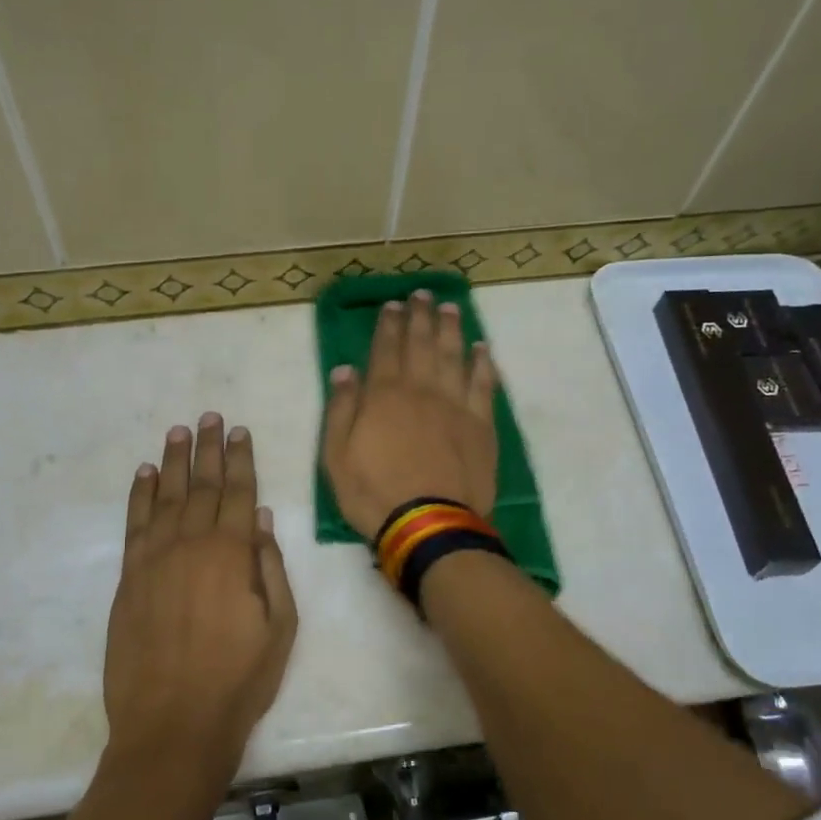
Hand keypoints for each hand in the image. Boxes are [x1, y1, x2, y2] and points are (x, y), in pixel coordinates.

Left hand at [103, 414, 298, 778]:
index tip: (238, 430)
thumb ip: (270, 567)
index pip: (238, 492)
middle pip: (202, 485)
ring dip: (173, 461)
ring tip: (178, 431)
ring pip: (166, 496)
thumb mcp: (280, 627)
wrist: (173, 725)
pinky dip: (139, 495)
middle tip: (209, 416)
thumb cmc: (239, 680)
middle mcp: (192, 544)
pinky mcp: (129, 578)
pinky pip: (135, 524)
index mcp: (232, 553)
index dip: (240, 459)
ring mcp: (155, 559)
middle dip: (208, 449)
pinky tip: (144, 474)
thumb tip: (262, 518)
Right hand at [322, 289, 498, 540]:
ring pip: (454, 356)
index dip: (389, 324)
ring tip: (450, 307)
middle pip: (422, 344)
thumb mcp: (337, 455)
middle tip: (422, 294)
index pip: (386, 349)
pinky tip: (483, 349)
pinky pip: (484, 385)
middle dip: (421, 316)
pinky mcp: (481, 425)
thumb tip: (345, 370)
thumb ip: (341, 409)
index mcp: (385, 395)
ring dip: (452, 329)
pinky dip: (483, 364)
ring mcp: (456, 406)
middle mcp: (422, 390)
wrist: (429, 524)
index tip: (393, 305)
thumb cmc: (374, 493)